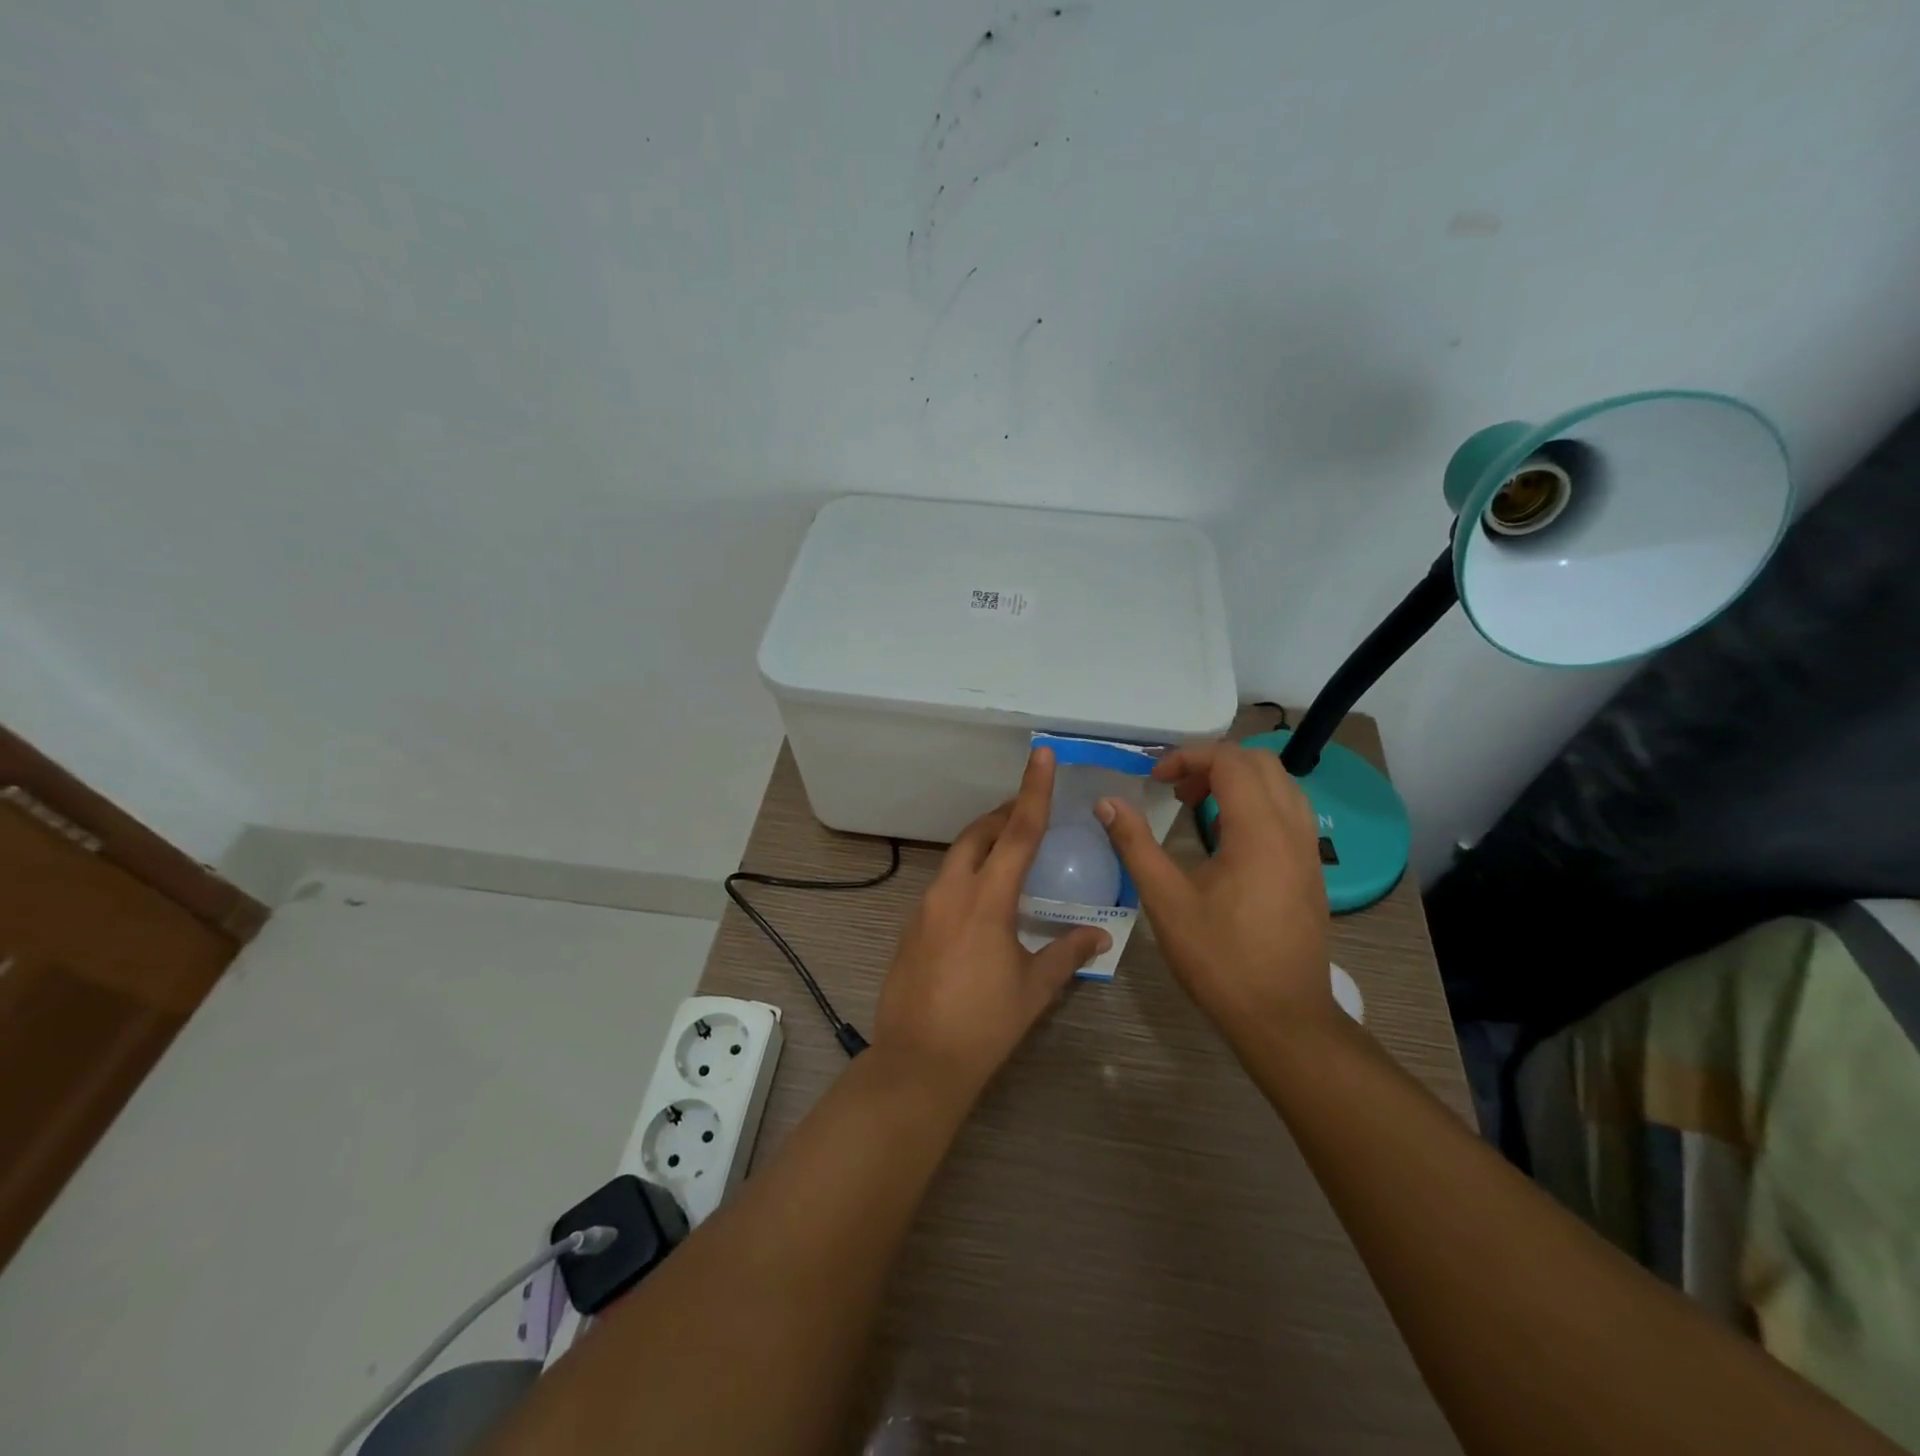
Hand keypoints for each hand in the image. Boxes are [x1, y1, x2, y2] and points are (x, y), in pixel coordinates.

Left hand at [874, 747, 1111, 1096]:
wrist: (918, 1062)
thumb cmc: (985, 1025)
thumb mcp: (1034, 988)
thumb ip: (1068, 952)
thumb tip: (1101, 935)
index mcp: (987, 899)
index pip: (1017, 832)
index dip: (1032, 791)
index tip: (1039, 754)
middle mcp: (951, 892)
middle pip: (978, 835)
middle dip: (1003, 817)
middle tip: (1030, 815)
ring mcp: (925, 908)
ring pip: (956, 858)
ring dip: (983, 847)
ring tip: (1012, 859)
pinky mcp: (911, 927)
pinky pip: (943, 885)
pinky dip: (966, 877)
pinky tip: (983, 906)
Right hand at [1095, 741, 1333, 1044]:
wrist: (1284, 1018)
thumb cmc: (1220, 959)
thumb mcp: (1167, 901)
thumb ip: (1136, 845)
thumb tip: (1107, 803)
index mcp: (1259, 831)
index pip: (1230, 761)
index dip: (1188, 757)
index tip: (1154, 780)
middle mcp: (1292, 830)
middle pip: (1261, 762)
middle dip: (1214, 762)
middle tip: (1176, 790)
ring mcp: (1308, 850)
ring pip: (1281, 784)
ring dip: (1238, 780)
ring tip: (1198, 806)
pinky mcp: (1312, 870)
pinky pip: (1289, 811)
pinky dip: (1257, 802)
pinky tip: (1226, 837)